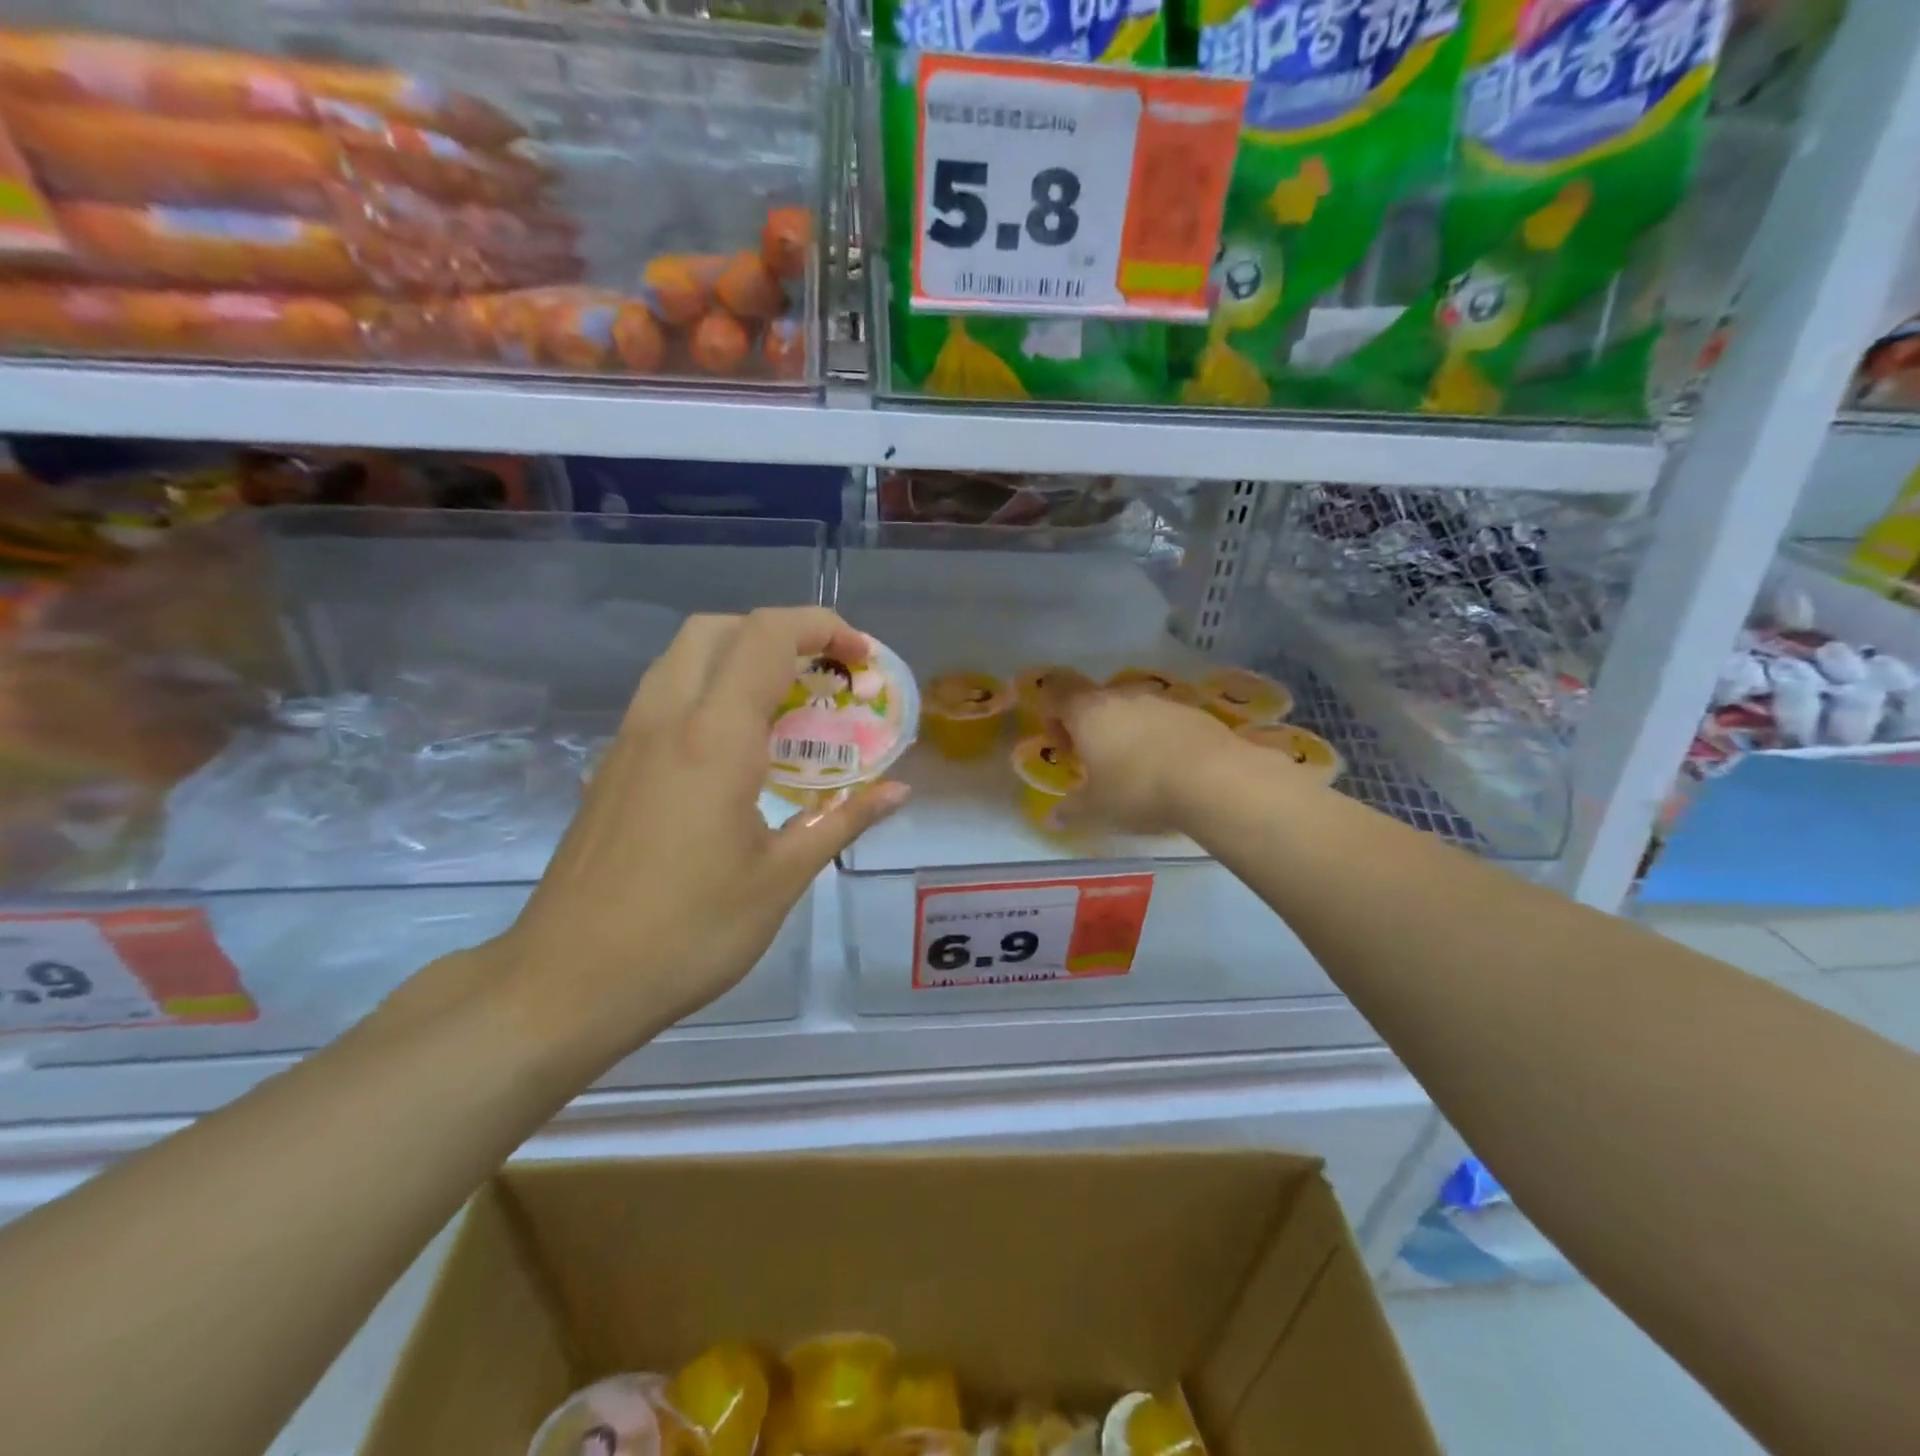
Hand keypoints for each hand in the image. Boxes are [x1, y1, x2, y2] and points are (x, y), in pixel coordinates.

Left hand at [479, 608, 907, 1060]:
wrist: (566, 983)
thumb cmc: (687, 932)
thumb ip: (842, 820)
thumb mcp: (781, 879)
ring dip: (740, 658)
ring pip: (683, 658)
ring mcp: (628, 741)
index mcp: (714, 738)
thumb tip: (897, 791)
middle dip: (780, 633)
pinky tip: (736, 753)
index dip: (823, 626)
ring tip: (786, 709)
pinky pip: (664, 698)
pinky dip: (709, 692)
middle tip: (823, 677)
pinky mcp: (610, 768)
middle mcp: (666, 720)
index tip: (862, 657)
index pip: (768, 637)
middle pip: (719, 629)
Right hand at [1061, 690, 1241, 833]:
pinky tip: (1172, 771)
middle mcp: (1122, 697)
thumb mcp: (1096, 810)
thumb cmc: (1139, 790)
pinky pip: (1165, 722)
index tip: (1065, 748)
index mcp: (1089, 712)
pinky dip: (1160, 740)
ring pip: (1133, 711)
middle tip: (1099, 766)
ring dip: (1128, 734)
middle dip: (1092, 730)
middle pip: (1096, 701)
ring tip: (1138, 772)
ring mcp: (1162, 701)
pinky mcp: (1195, 713)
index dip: (1052, 715)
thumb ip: (1071, 810)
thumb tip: (1054, 817)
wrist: (1214, 779)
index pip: (1057, 691)